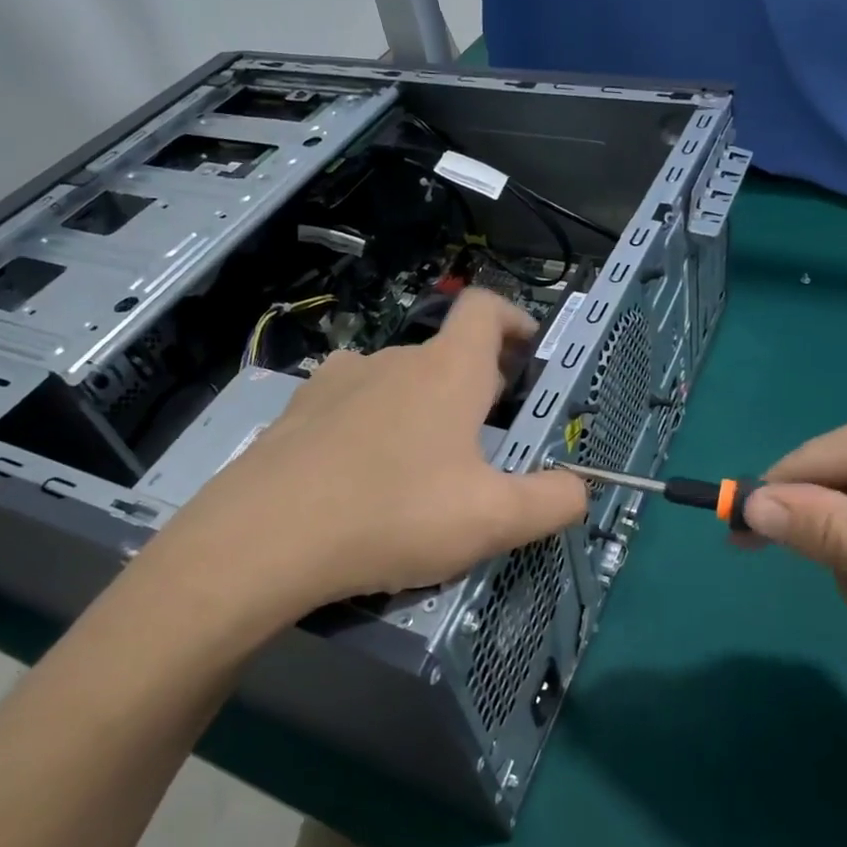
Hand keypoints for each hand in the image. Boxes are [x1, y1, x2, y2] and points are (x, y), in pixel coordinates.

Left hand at [126, 289, 588, 642]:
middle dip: (476, 384)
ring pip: (398, 379)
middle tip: (488, 437)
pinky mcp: (298, 411)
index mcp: (447, 371)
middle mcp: (394, 359)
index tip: (529, 349)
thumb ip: (552, 501)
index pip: (486, 307)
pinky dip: (372, 423)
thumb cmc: (396, 515)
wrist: (266, 539)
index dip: (514, 317)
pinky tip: (363, 470)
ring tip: (423, 461)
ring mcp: (339, 381)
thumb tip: (580, 489)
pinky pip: (352, 403)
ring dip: (422, 405)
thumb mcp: (494, 520)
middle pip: (447, 352)